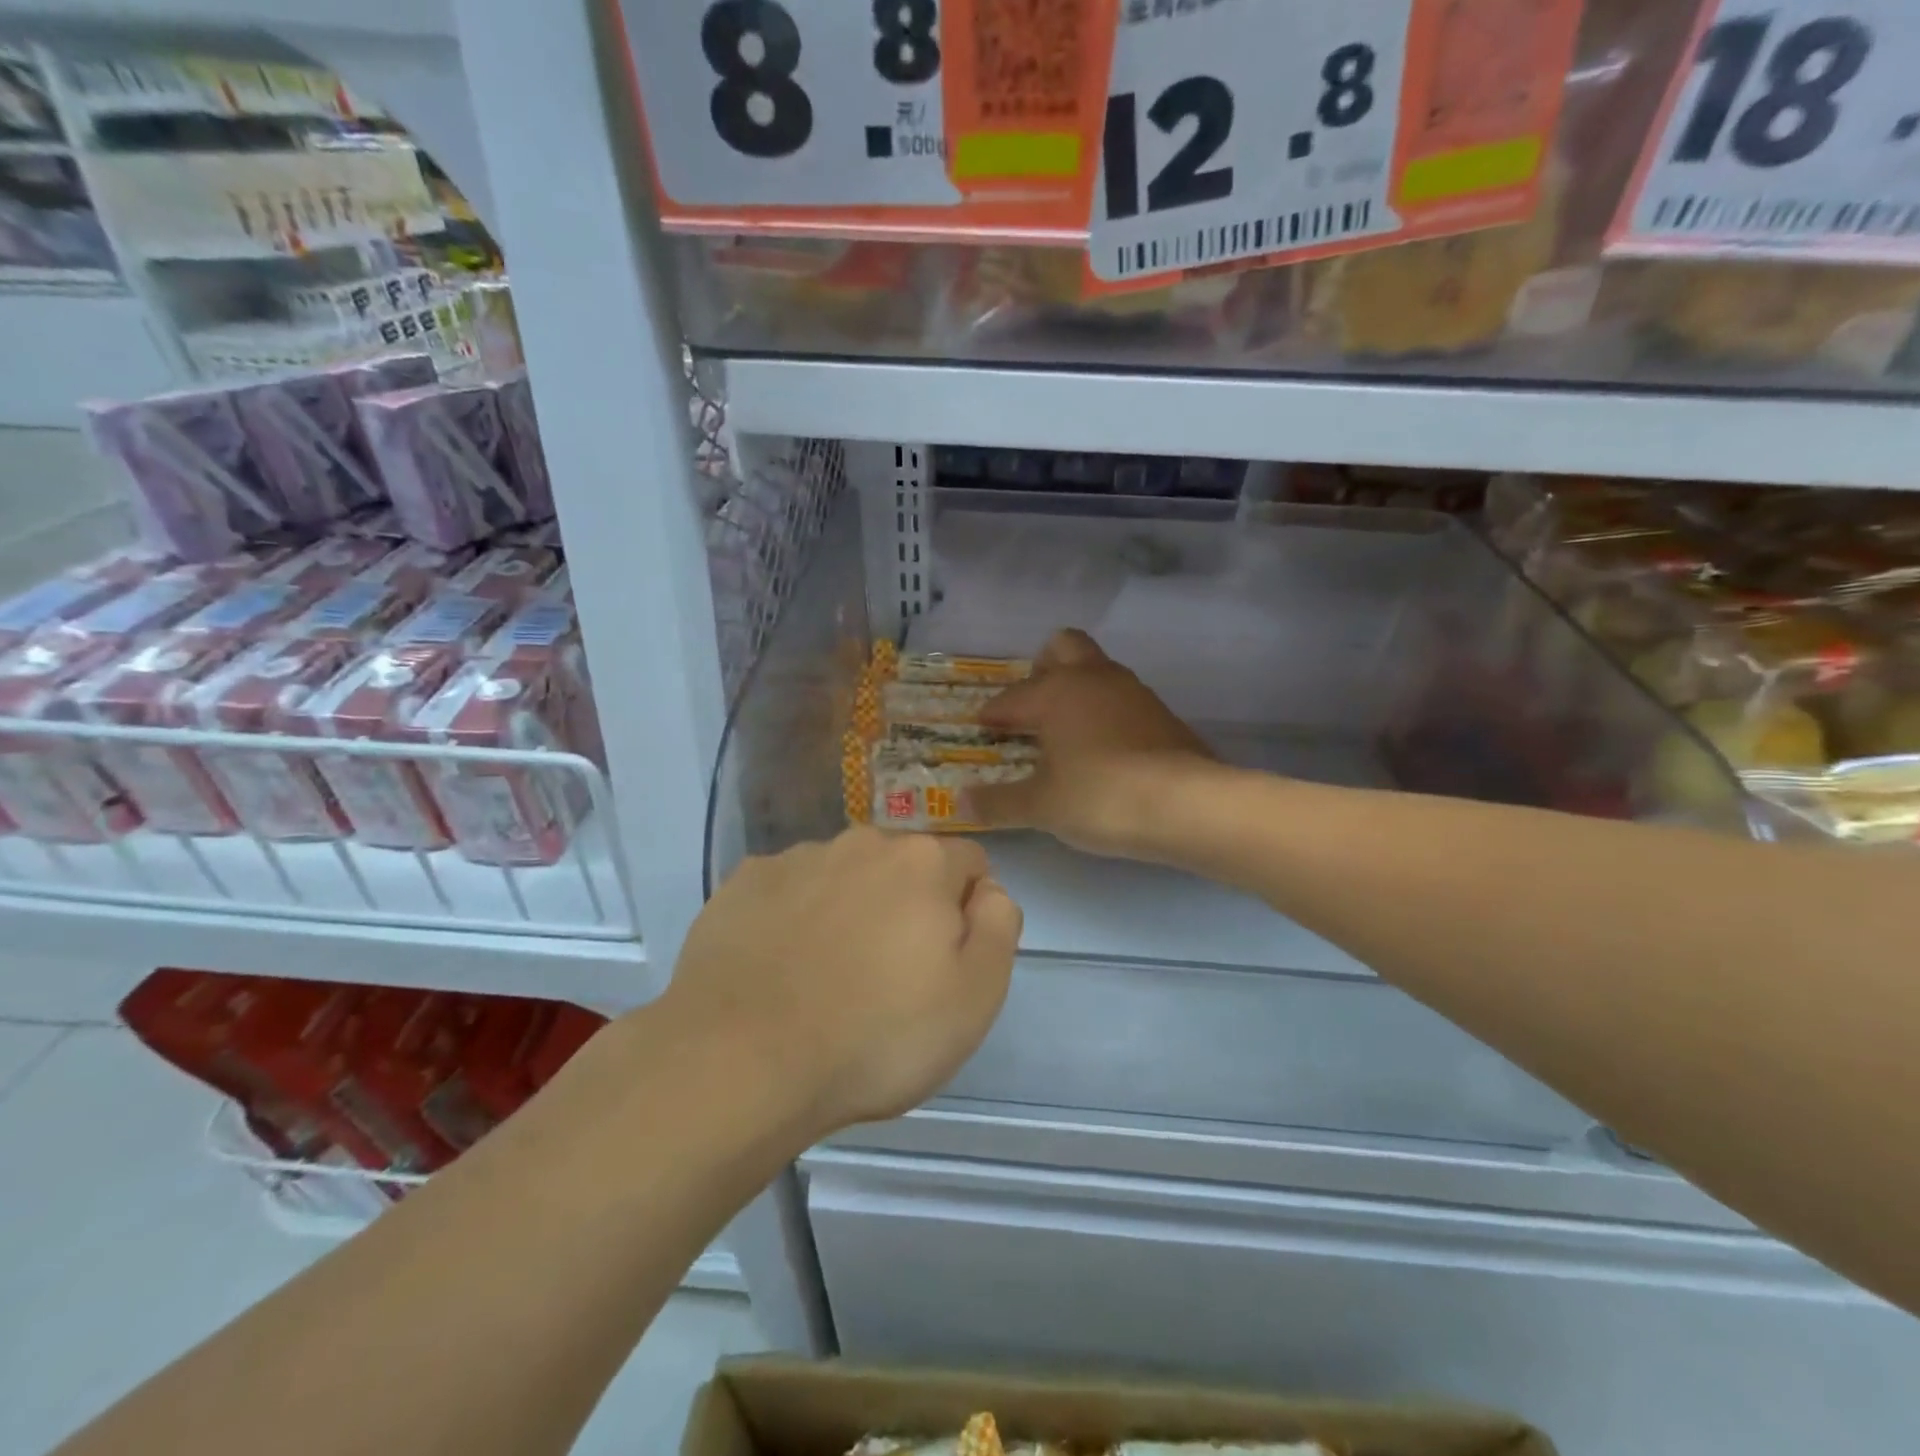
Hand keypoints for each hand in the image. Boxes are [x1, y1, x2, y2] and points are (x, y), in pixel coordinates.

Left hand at [663, 828, 1020, 1137]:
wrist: (741, 1059)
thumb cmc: (876, 1035)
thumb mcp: (975, 996)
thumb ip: (998, 927)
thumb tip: (987, 891)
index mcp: (922, 862)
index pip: (969, 863)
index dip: (968, 909)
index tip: (947, 961)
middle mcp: (861, 842)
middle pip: (904, 865)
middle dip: (907, 904)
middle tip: (890, 974)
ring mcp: (796, 859)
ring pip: (844, 875)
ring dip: (850, 907)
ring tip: (829, 975)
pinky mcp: (744, 883)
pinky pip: (789, 890)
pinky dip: (794, 916)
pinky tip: (780, 967)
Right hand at [970, 629, 1219, 857]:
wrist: (1188, 806)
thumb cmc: (1101, 797)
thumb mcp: (1041, 807)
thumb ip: (999, 802)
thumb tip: (962, 801)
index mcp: (1056, 693)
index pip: (1011, 697)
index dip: (992, 713)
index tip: (981, 728)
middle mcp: (1094, 679)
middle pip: (1063, 647)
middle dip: (1041, 669)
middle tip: (1031, 708)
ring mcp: (1133, 692)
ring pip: (1097, 670)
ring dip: (1077, 690)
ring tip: (1064, 732)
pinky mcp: (1162, 714)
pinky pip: (1122, 699)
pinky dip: (1105, 713)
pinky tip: (1103, 749)